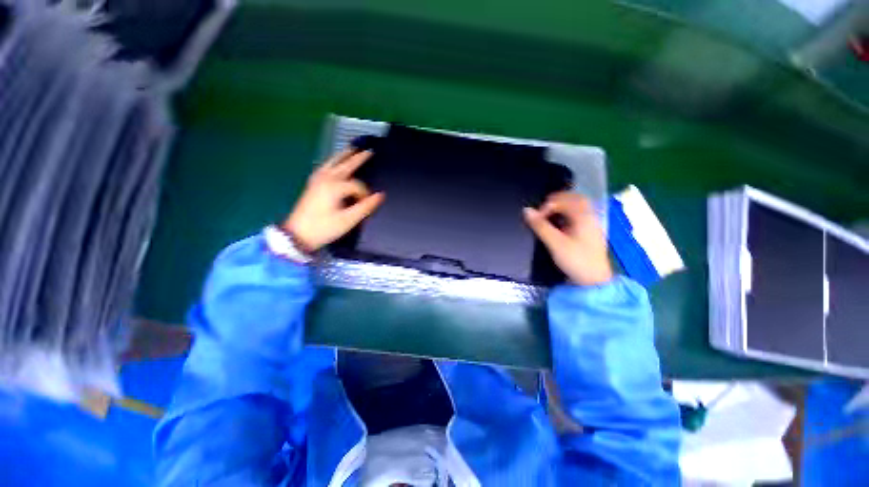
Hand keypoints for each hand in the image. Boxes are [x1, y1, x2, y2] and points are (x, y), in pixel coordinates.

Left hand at [283, 149, 384, 251]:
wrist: (297, 234)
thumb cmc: (324, 228)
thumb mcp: (348, 220)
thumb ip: (365, 206)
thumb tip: (380, 195)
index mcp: (335, 187)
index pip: (358, 186)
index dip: (365, 194)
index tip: (367, 204)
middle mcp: (326, 179)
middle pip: (345, 165)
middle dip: (358, 158)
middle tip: (369, 151)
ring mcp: (317, 180)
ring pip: (332, 163)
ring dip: (343, 155)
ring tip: (352, 149)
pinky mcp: (312, 184)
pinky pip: (325, 167)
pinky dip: (333, 162)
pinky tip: (334, 163)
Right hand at [523, 192, 612, 285]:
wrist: (594, 281)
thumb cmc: (576, 261)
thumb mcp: (555, 243)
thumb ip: (540, 226)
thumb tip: (526, 211)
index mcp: (583, 216)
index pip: (562, 201)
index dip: (546, 206)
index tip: (535, 218)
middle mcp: (589, 215)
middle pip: (573, 197)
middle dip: (555, 201)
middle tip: (541, 211)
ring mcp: (592, 222)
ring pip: (577, 205)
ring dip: (561, 206)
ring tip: (548, 214)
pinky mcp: (590, 230)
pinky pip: (579, 213)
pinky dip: (567, 213)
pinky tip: (559, 222)